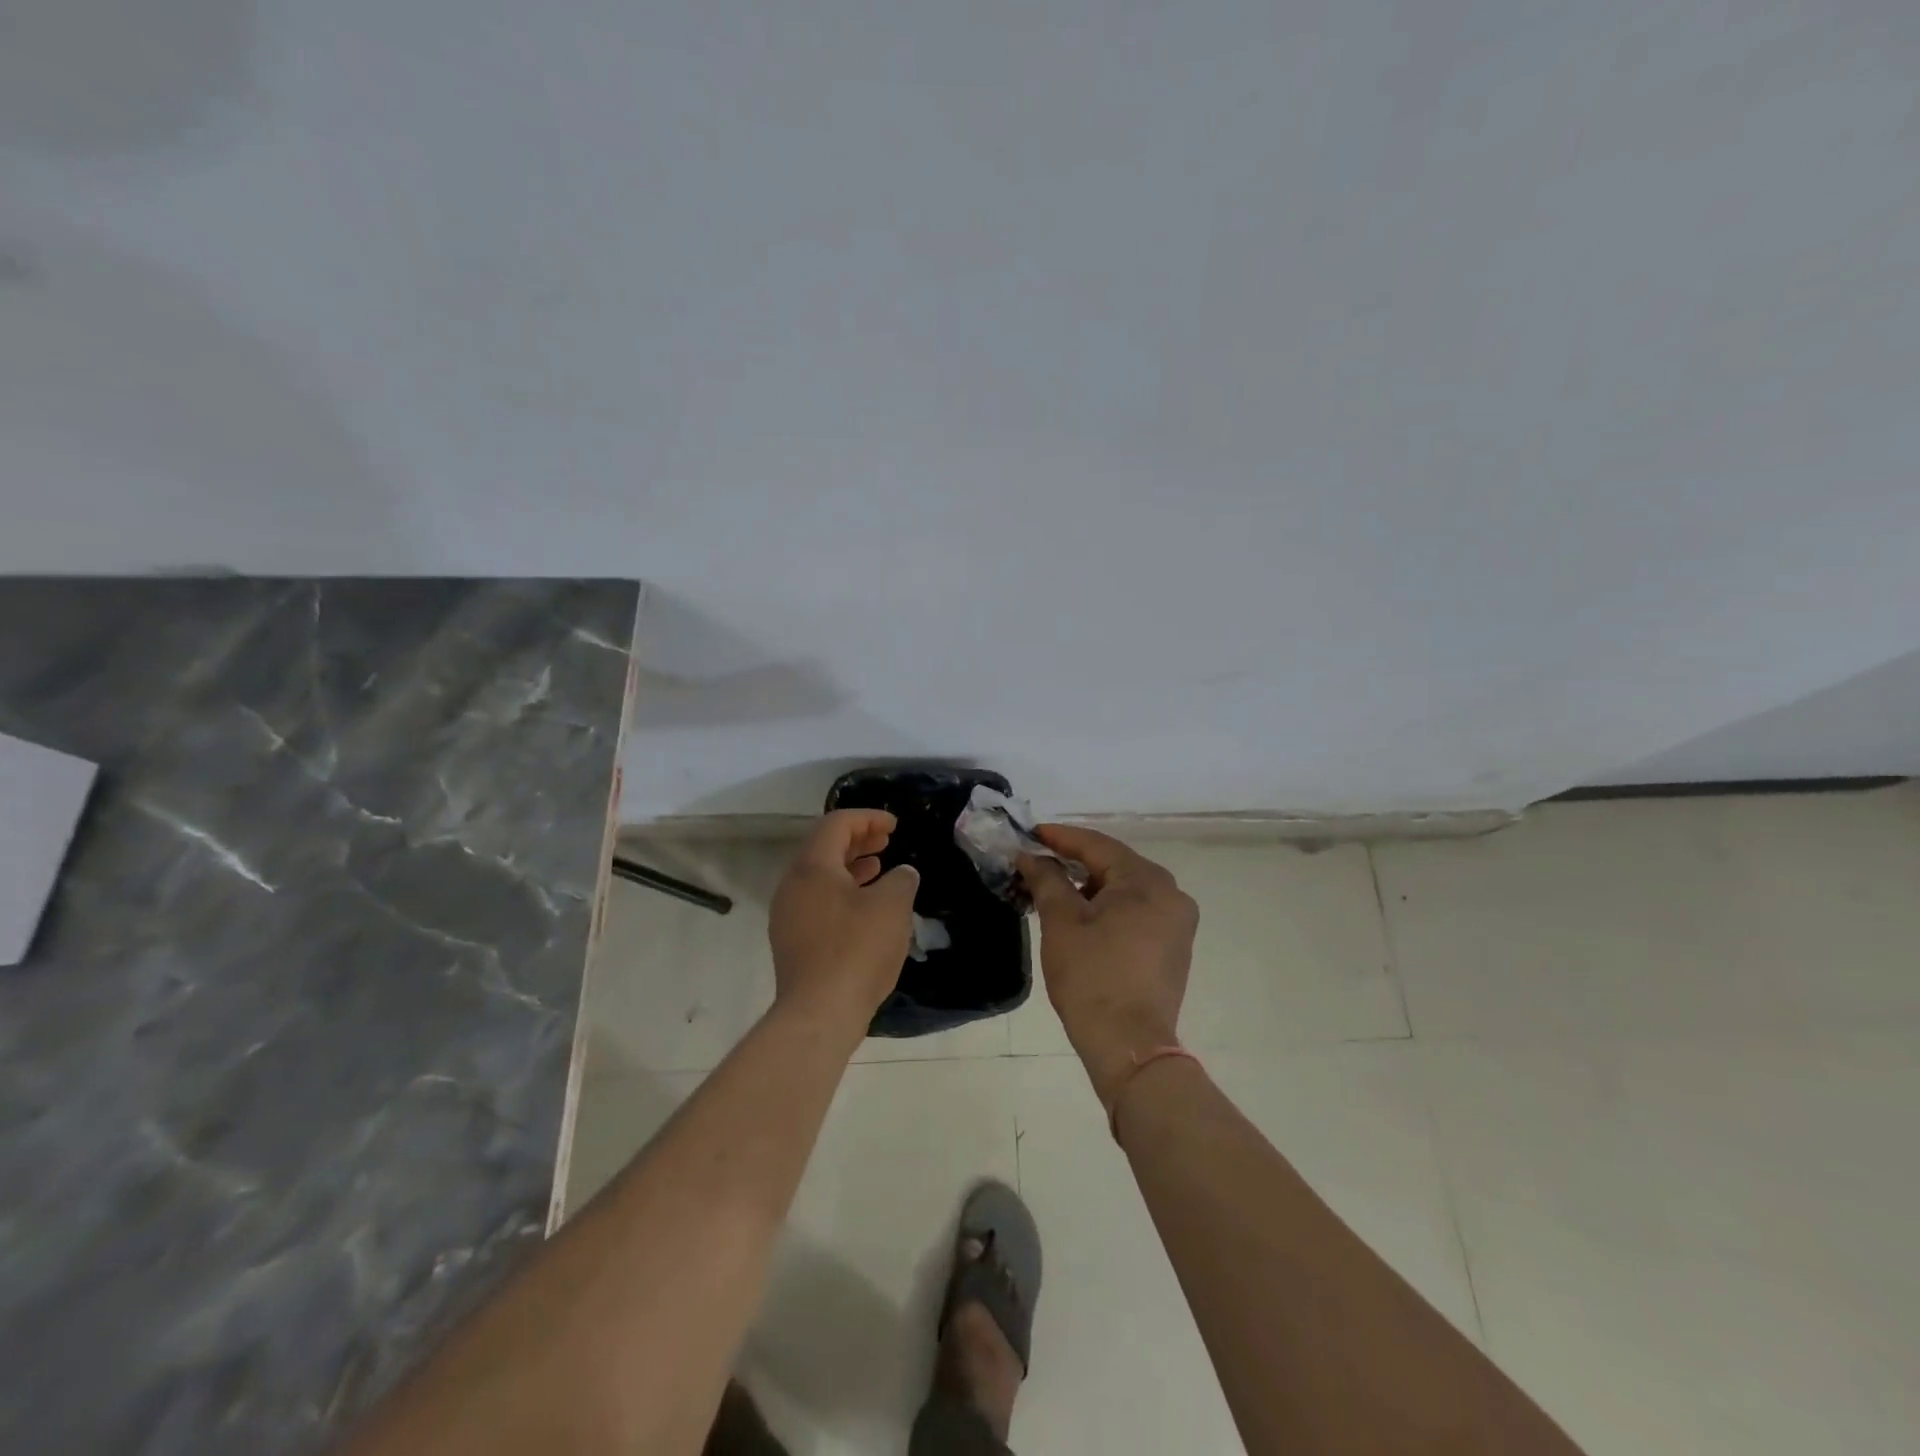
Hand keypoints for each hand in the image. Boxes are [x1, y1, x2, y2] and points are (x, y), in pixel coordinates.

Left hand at [769, 810, 920, 1031]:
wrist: (819, 1014)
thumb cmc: (857, 950)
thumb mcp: (892, 906)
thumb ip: (901, 879)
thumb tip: (902, 874)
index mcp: (812, 866)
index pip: (836, 824)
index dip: (868, 818)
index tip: (894, 825)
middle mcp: (792, 885)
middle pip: (823, 848)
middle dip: (858, 840)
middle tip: (887, 841)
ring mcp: (788, 915)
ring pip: (820, 877)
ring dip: (850, 867)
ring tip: (879, 869)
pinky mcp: (792, 941)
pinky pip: (817, 901)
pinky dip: (842, 893)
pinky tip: (866, 908)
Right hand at [1019, 825, 1197, 1106]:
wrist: (1128, 1045)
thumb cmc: (1092, 976)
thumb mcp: (1061, 921)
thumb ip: (1046, 879)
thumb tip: (1031, 857)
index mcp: (1148, 881)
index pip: (1097, 845)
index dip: (1060, 837)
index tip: (1029, 833)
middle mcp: (1172, 893)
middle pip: (1114, 865)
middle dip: (1073, 862)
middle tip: (1037, 860)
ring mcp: (1177, 922)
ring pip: (1125, 889)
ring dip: (1089, 886)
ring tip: (1052, 889)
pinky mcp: (1173, 947)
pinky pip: (1136, 911)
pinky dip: (1107, 907)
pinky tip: (1080, 914)